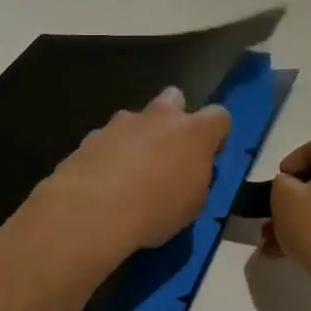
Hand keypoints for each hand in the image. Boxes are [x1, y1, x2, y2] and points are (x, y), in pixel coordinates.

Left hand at [37, 89, 231, 264]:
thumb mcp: (193, 204)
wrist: (91, 212)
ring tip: (130, 174)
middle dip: (174, 118)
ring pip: (136, 119)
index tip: (209, 157)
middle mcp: (160, 117)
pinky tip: (104, 183)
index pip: (219, 116)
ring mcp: (122, 123)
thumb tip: (188, 171)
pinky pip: (108, 139)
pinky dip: (110, 154)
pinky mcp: (91, 136)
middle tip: (168, 151)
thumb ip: (196, 178)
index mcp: (195, 132)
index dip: (217, 134)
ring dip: (138, 138)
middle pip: (174, 98)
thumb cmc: (155, 210)